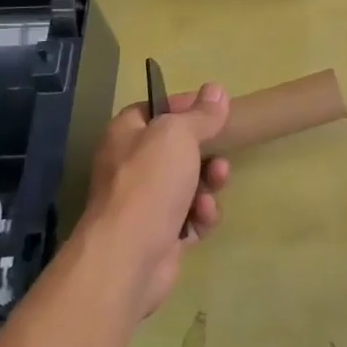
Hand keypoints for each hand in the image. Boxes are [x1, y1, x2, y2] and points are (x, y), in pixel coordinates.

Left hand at [78, 85, 231, 319]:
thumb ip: (201, 115)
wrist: (127, 257)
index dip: (185, 105)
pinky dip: (201, 215)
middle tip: (221, 153)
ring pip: (189, 183)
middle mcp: (131, 165)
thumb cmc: (149, 184)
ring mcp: (145, 202)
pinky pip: (190, 216)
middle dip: (206, 152)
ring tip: (215, 186)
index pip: (156, 109)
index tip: (215, 108)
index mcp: (126, 134)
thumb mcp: (178, 136)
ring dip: (208, 184)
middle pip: (177, 149)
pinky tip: (203, 218)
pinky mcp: (160, 234)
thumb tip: (216, 89)